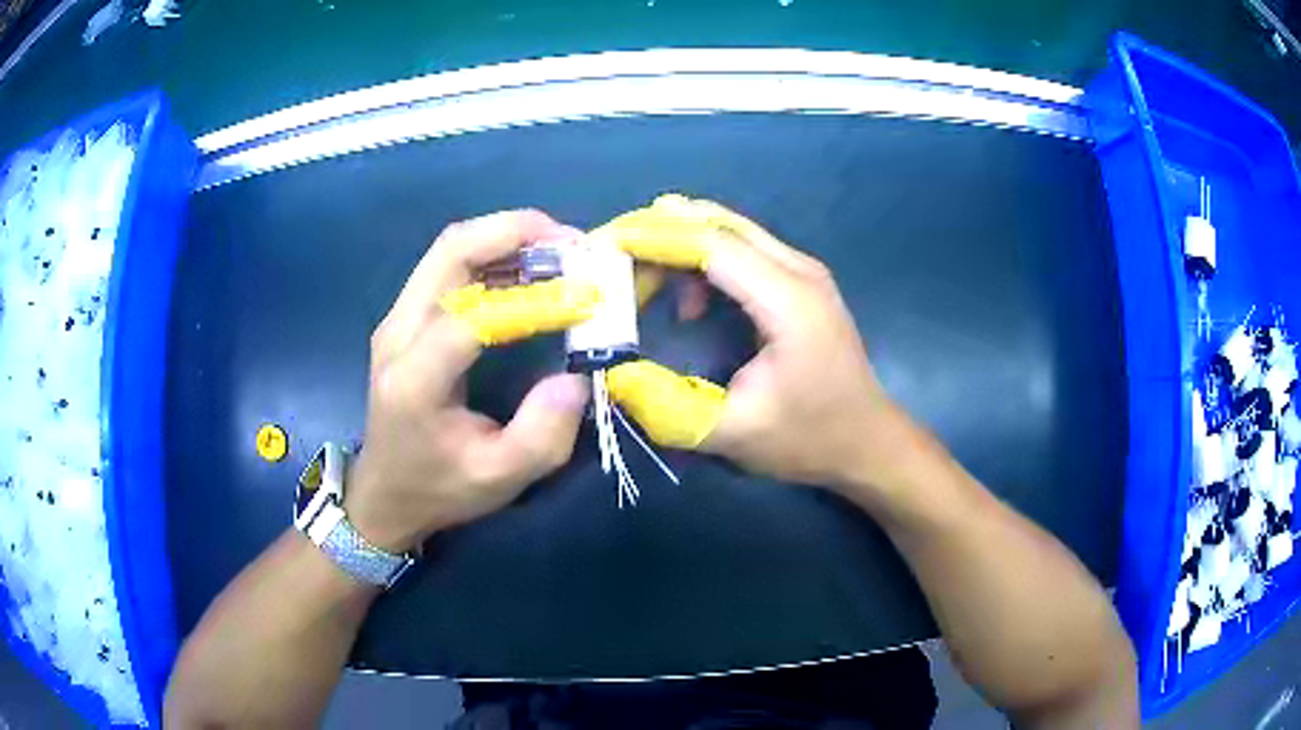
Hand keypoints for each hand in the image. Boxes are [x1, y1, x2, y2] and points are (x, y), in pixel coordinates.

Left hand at [345, 211, 596, 552]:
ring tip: (560, 249)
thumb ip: (543, 435)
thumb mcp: (499, 479)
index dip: (534, 300)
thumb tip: (577, 377)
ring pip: (450, 249)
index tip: (587, 299)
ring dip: (506, 237)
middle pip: (451, 251)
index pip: (473, 316)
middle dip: (516, 232)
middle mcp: (397, 334)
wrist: (384, 493)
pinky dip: (493, 254)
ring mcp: (397, 319)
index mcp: (414, 380)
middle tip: (573, 242)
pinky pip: (449, 265)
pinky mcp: (406, 316)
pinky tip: (530, 267)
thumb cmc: (438, 489)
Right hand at [601, 196, 917, 495]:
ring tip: (640, 282)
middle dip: (660, 231)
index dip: (654, 238)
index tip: (604, 245)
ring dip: (680, 244)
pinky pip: (743, 249)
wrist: (869, 441)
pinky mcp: (800, 281)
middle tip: (611, 255)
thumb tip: (613, 375)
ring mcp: (803, 271)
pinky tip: (689, 303)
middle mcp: (799, 270)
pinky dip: (703, 260)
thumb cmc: (810, 438)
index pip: (712, 244)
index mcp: (788, 300)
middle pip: (719, 223)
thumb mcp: (734, 434)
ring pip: (730, 231)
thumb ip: (668, 407)